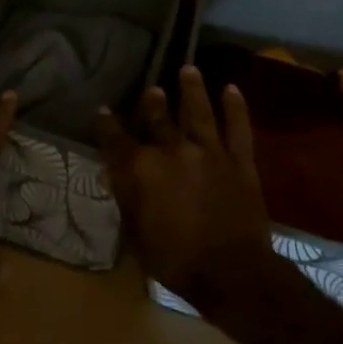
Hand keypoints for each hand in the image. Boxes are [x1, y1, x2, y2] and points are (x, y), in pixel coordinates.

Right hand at [97, 65, 271, 299]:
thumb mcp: (136, 234)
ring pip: (198, 111)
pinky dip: (235, 106)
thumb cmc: (175, 260)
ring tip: (189, 70)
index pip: (116, 139)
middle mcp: (172, 150)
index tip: (103, 111)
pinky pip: (238, 127)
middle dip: (153, 102)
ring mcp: (208, 151)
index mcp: (142, 169)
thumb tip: (117, 174)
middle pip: (158, 118)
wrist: (231, 273)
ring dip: (192, 89)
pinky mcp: (239, 160)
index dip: (107, 124)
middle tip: (152, 90)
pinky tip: (231, 89)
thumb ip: (126, 198)